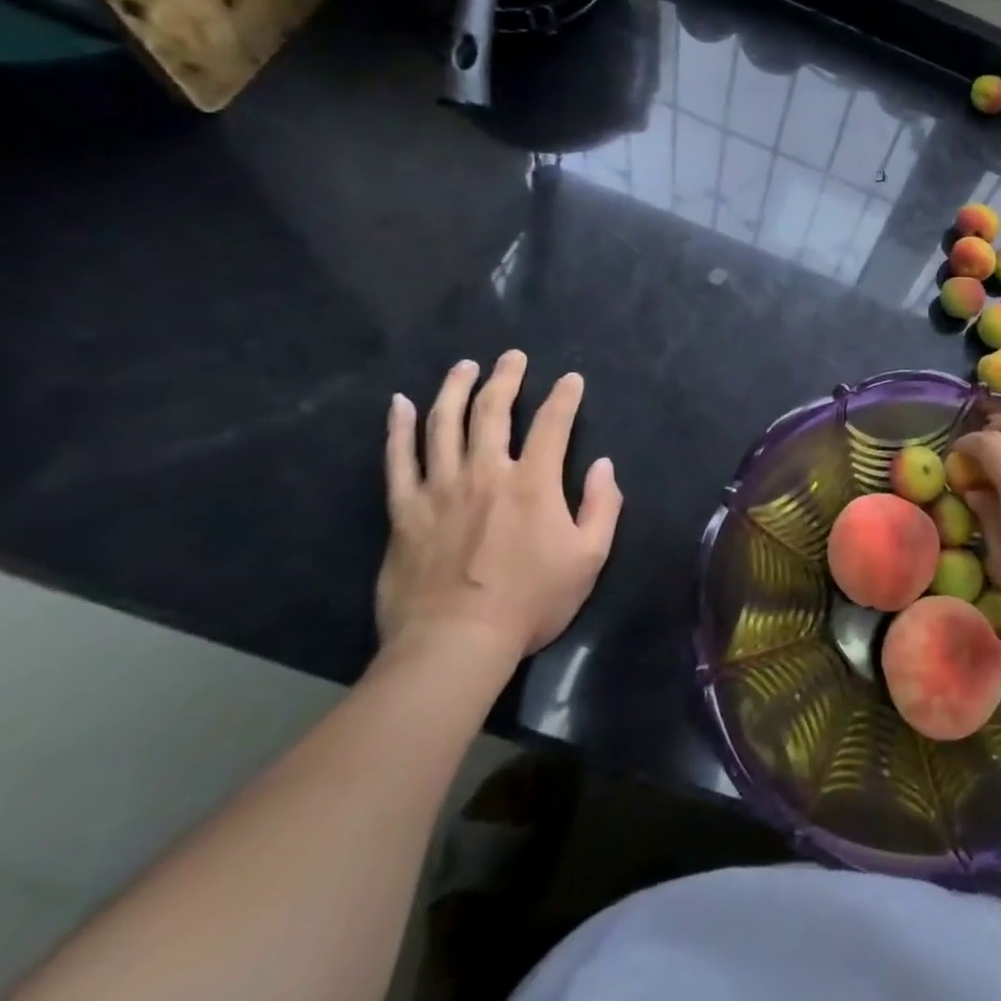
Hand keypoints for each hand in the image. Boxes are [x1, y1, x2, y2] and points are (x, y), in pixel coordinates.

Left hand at [379, 351, 621, 662]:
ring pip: (443, 424)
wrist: (455, 643)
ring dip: (455, 389)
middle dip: (505, 378)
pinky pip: (398, 460)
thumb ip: (603, 506)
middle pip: (493, 411)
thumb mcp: (589, 558)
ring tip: (464, 367)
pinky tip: (398, 405)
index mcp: (534, 483)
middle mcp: (486, 473)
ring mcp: (440, 489)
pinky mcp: (405, 511)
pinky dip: (397, 429)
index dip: (564, 397)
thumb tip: (604, 465)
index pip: (553, 424)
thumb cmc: (530, 601)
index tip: (570, 379)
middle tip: (511, 357)